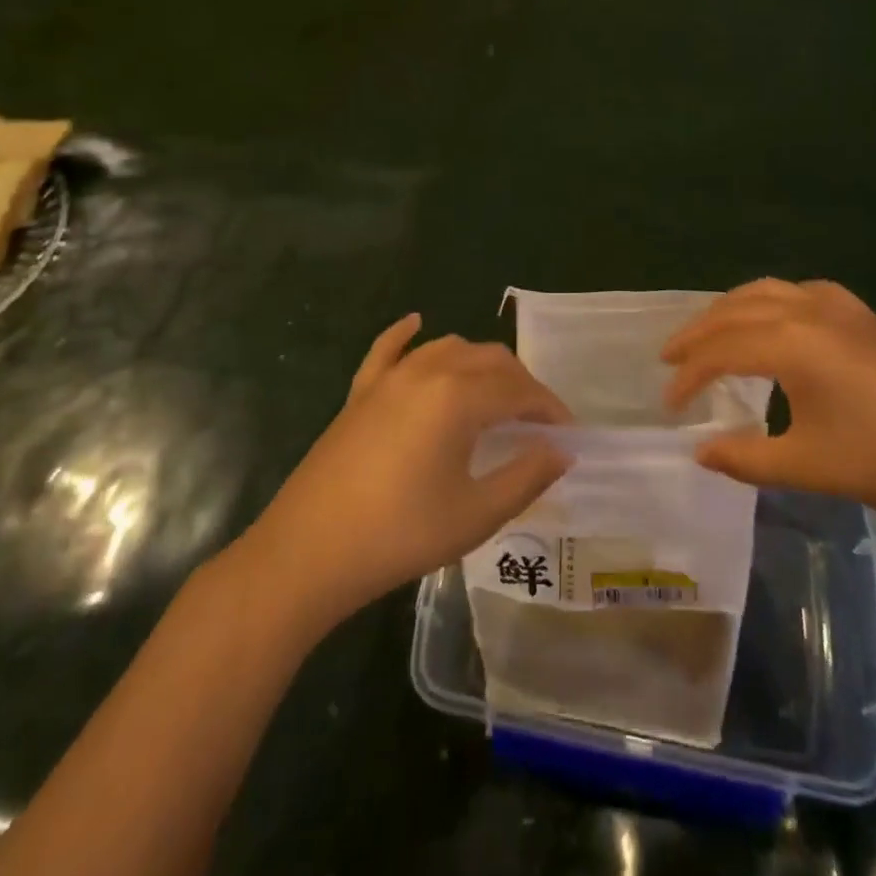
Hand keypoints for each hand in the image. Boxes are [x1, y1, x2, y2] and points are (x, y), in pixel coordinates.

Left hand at [246, 315, 572, 627]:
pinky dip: (406, 334)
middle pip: (489, 360)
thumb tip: (561, 451)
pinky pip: (388, 349)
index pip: (520, 391)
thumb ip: (526, 476)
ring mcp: (389, 378)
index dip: (549, 409)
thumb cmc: (400, 535)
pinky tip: (416, 324)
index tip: (567, 434)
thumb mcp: (476, 514)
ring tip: (495, 394)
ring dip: (479, 363)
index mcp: (459, 397)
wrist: (308, 552)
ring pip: (447, 348)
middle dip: (521, 384)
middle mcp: (428, 372)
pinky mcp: (360, 392)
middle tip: (536, 421)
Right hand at [662, 279, 875, 523]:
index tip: (669, 407)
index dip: (688, 377)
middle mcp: (807, 310)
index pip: (721, 351)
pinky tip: (772, 320)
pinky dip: (767, 301)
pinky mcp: (860, 314)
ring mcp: (837, 306)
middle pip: (734, 311)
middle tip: (669, 358)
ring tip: (706, 334)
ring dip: (728, 310)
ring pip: (764, 291)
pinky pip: (798, 291)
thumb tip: (701, 451)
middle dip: (697, 334)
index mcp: (791, 343)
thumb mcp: (808, 466)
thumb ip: (745, 458)